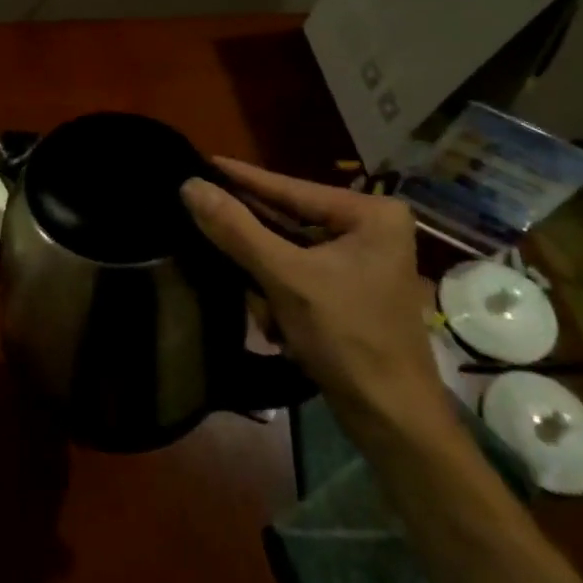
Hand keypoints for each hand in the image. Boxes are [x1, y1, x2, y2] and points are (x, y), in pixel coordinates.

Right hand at [181, 158, 451, 444]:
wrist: (393, 421)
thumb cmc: (349, 339)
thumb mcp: (286, 278)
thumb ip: (236, 229)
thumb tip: (190, 186)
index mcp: (370, 214)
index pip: (290, 188)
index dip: (241, 179)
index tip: (201, 161)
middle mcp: (370, 229)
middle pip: (288, 221)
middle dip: (253, 244)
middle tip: (200, 220)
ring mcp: (361, 261)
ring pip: (286, 252)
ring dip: (264, 279)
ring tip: (255, 300)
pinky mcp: (350, 291)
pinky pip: (296, 275)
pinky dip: (278, 295)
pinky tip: (276, 324)